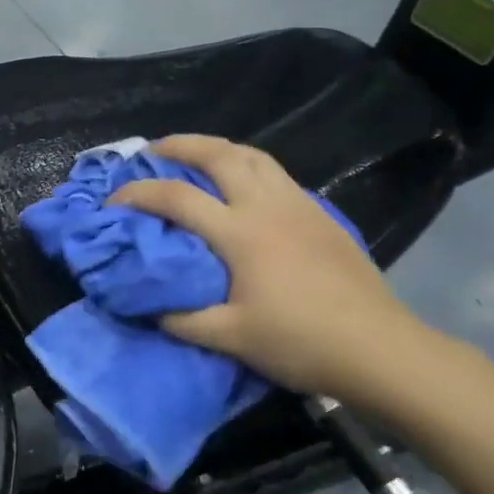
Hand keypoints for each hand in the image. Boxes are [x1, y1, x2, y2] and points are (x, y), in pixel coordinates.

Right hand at [108, 135, 435, 412]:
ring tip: (197, 155)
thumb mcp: (232, 338)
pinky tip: (245, 186)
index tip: (114, 199)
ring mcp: (298, 204)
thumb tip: (151, 308)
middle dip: (180, 145)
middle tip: (154, 150)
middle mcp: (266, 205)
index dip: (138, 192)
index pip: (177, 197)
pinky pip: (276, 173)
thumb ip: (184, 320)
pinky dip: (249, 166)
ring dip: (218, 147)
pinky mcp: (321, 213)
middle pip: (219, 154)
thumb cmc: (301, 341)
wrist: (379, 348)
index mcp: (240, 232)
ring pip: (253, 155)